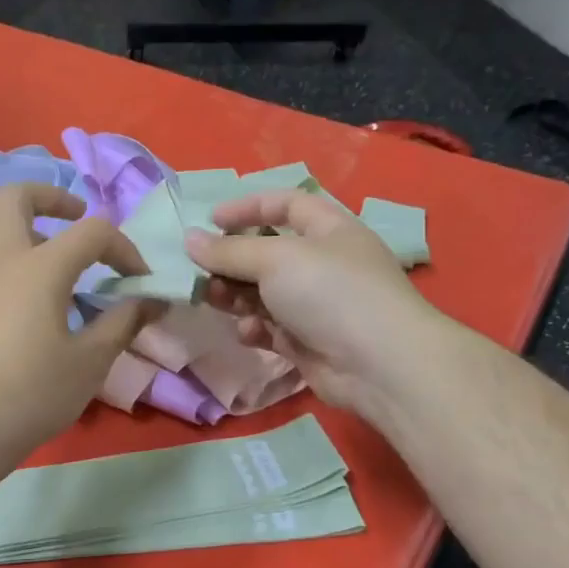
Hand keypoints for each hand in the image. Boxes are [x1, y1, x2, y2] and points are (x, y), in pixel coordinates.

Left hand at [0, 183, 161, 465]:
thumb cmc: (31, 394)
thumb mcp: (90, 362)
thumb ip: (123, 322)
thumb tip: (151, 301)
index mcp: (37, 267)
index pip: (91, 231)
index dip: (124, 248)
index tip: (141, 279)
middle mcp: (1, 259)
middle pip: (17, 197)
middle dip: (53, 197)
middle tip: (79, 219)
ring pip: (0, 228)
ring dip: (36, 230)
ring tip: (69, 266)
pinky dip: (21, 259)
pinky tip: (44, 300)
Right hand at [184, 189, 436, 416]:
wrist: (378, 364)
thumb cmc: (331, 292)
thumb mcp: (276, 259)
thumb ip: (229, 251)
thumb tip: (190, 239)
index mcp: (329, 229)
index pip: (287, 204)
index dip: (248, 207)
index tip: (211, 221)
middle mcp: (324, 264)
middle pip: (269, 253)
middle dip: (233, 260)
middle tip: (201, 270)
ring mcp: (317, 305)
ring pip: (265, 293)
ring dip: (236, 295)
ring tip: (213, 300)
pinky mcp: (309, 342)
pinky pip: (272, 328)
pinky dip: (256, 328)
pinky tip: (249, 332)